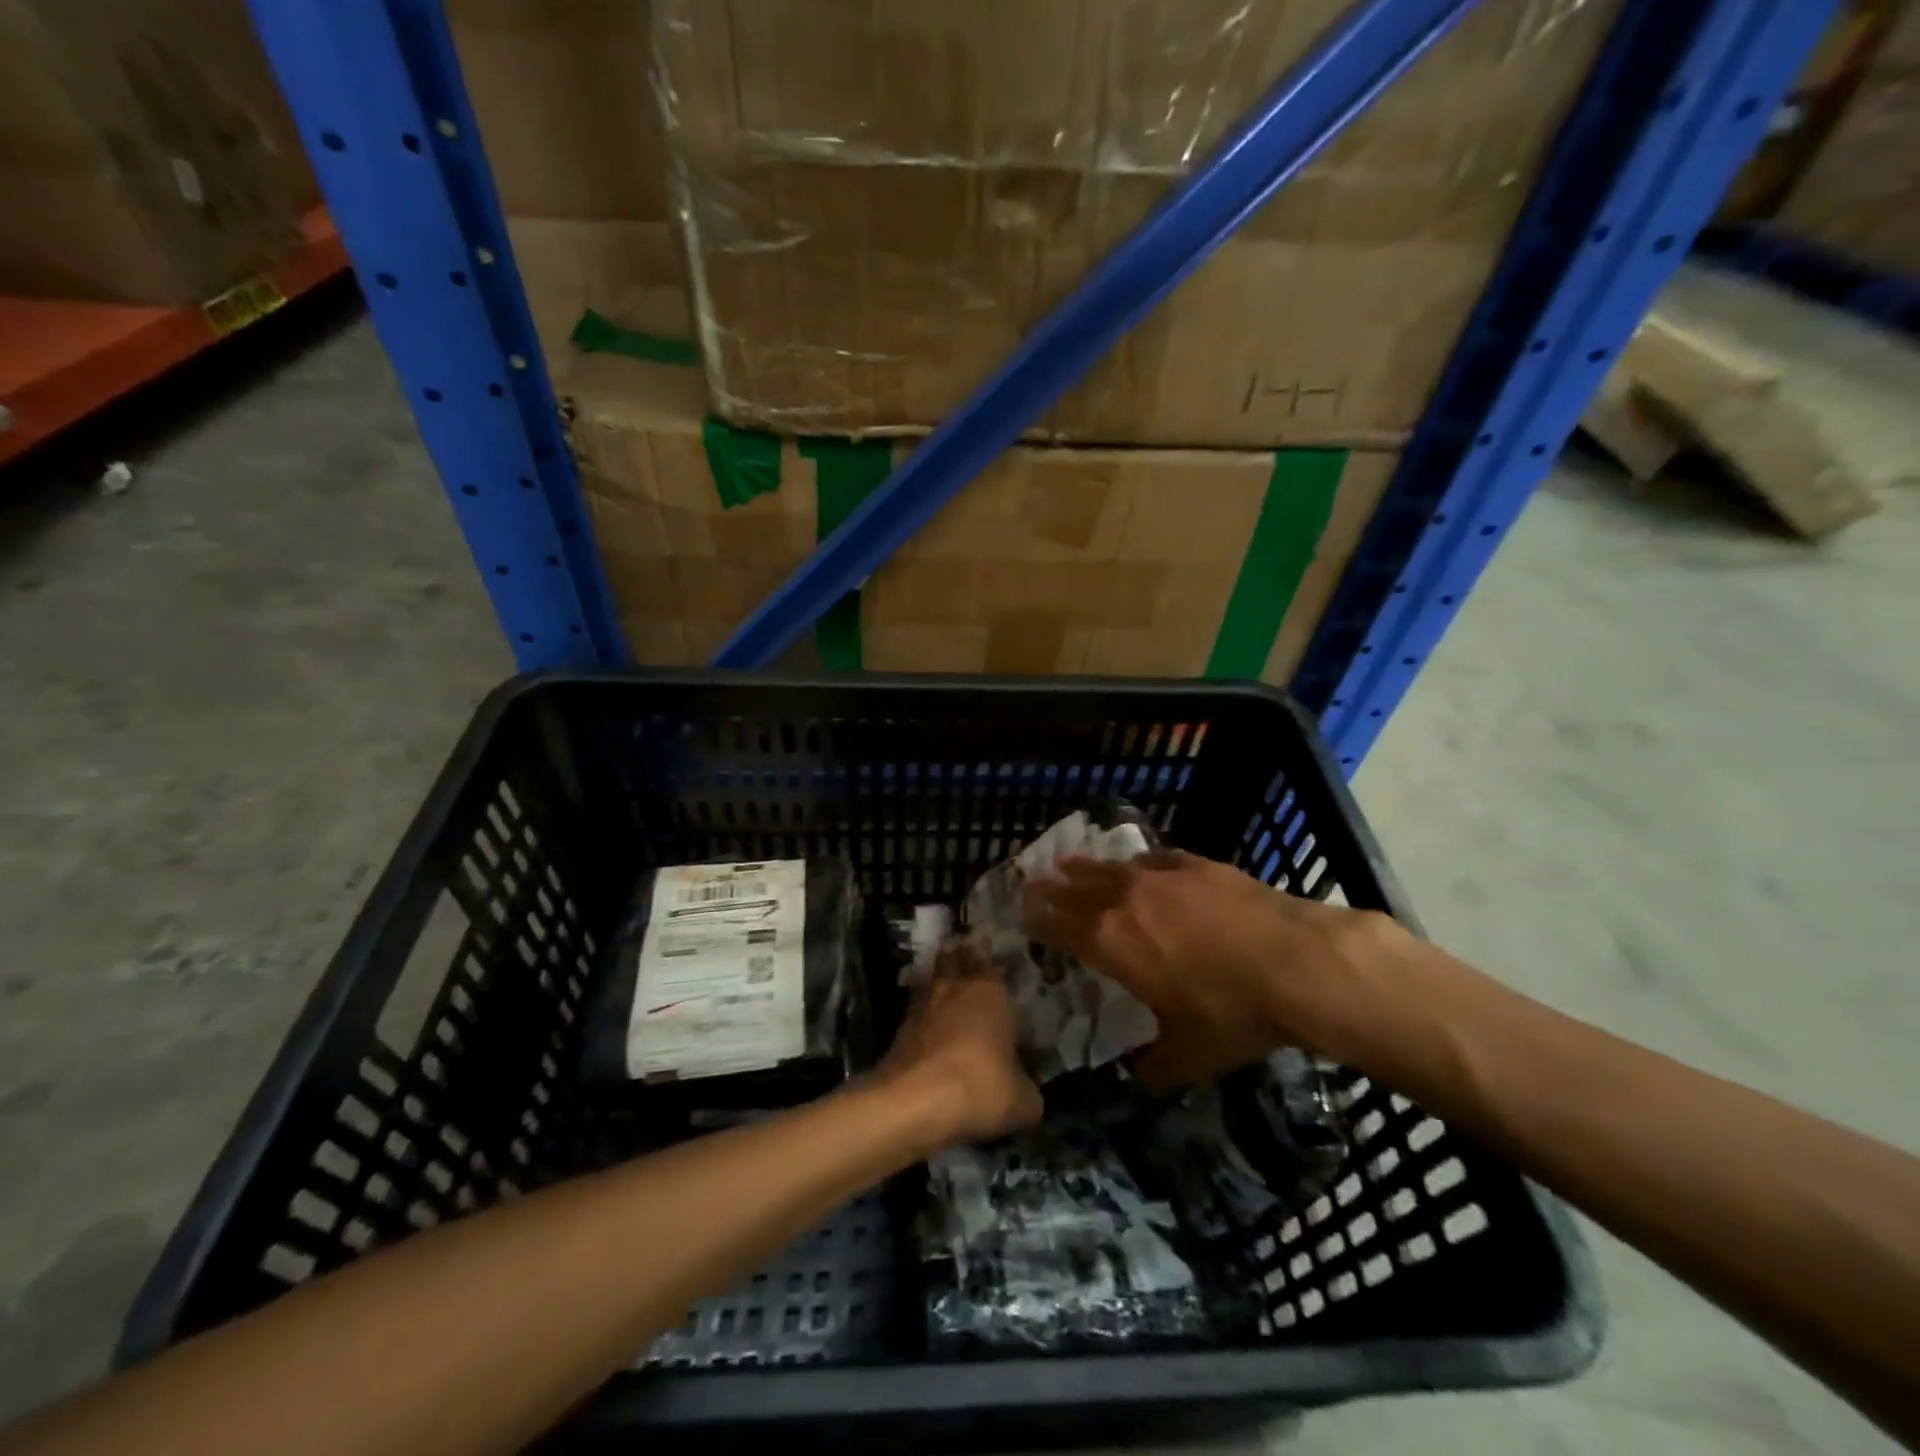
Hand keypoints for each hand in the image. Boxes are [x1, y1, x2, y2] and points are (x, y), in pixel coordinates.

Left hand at [879, 942, 1042, 1146]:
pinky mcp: (900, 1026)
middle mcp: (958, 988)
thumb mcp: (1023, 1101)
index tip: (1005, 973)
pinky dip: (922, 1011)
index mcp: (993, 994)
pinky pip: (916, 1007)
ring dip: (939, 976)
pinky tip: (927, 1024)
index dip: (1003, 973)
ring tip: (946, 982)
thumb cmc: (980, 1088)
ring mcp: (924, 1004)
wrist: (914, 1100)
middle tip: (968, 950)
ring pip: (933, 976)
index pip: (999, 969)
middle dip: (965, 955)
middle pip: (959, 958)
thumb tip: (1025, 1090)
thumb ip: (1027, 1089)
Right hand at [1022, 849, 1403, 1089]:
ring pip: (1110, 868)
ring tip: (1066, 861)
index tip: (1021, 912)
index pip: (1060, 927)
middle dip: (1051, 888)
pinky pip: (1155, 859)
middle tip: (1032, 880)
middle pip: (1077, 890)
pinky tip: (1137, 861)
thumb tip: (1137, 1077)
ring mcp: (1162, 878)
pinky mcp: (1197, 865)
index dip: (1038, 920)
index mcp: (1112, 945)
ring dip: (1085, 866)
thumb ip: (1155, 1066)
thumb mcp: (1190, 1055)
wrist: (1296, 963)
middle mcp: (1127, 903)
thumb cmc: (1233, 1013)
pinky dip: (1138, 862)